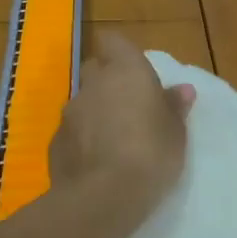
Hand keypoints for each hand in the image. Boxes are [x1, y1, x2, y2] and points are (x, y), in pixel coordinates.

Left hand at [51, 31, 194, 220]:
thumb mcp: (176, 132)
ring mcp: (70, 112)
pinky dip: (82, 139)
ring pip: (83, 101)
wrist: (103, 197)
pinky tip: (95, 162)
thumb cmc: (151, 153)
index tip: (134, 69)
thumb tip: (182, 89)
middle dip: (107, 81)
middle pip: (95, 68)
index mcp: (126, 70)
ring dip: (95, 112)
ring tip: (113, 139)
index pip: (113, 41)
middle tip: (128, 105)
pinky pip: (72, 131)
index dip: (120, 52)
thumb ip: (174, 107)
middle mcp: (94, 83)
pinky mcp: (55, 142)